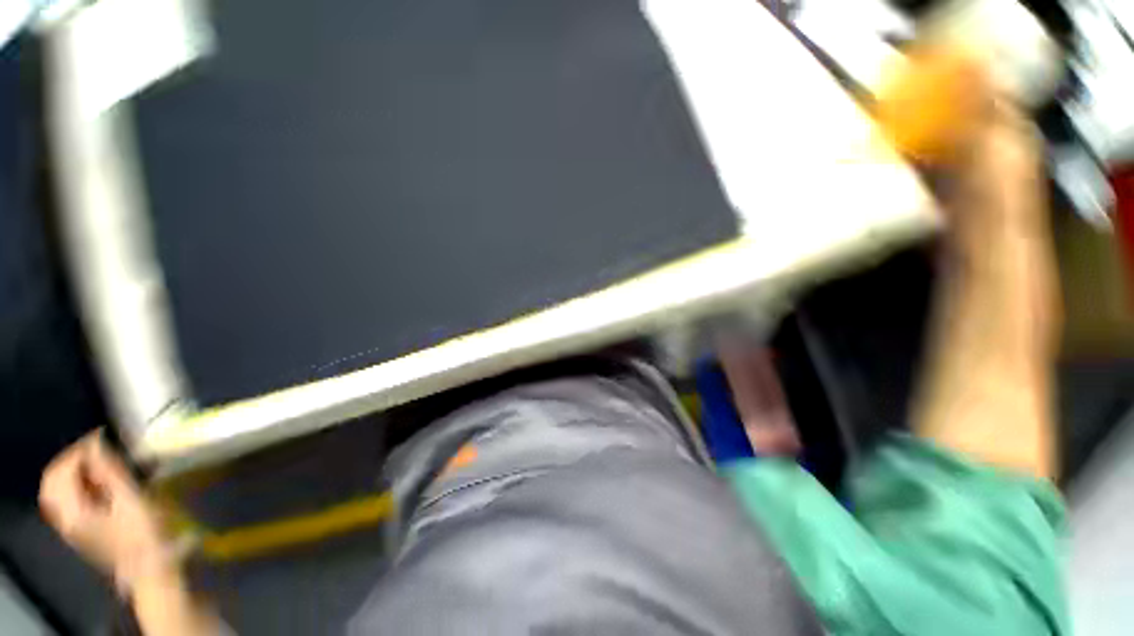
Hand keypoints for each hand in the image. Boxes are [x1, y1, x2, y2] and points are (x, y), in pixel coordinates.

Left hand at [39, 432, 173, 594]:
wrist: (147, 567)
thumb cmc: (143, 532)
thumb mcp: (130, 499)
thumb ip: (109, 471)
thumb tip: (96, 442)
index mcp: (73, 511)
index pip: (61, 471)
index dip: (78, 450)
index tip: (99, 438)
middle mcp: (62, 517)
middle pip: (52, 481)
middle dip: (70, 460)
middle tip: (95, 449)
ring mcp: (68, 526)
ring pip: (55, 491)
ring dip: (70, 472)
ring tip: (95, 463)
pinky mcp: (77, 529)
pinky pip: (64, 501)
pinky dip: (73, 485)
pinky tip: (93, 484)